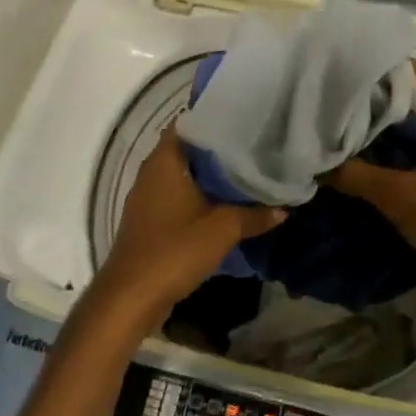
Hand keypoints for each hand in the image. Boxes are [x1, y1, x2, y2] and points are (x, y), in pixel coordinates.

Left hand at [89, 125, 284, 330]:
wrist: (131, 297)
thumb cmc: (174, 250)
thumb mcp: (223, 230)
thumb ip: (254, 215)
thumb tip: (284, 208)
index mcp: (164, 161)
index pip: (188, 123)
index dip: (214, 118)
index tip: (243, 119)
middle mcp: (152, 172)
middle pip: (187, 149)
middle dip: (218, 148)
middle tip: (253, 145)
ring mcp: (147, 197)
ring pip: (182, 174)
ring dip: (209, 174)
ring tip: (245, 171)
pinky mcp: (149, 219)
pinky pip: (177, 195)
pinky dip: (198, 195)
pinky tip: (224, 203)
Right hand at [324, 60, 415, 303]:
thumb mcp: (401, 199)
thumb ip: (358, 177)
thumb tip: (318, 164)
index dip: (385, 67)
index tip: (350, 71)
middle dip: (379, 98)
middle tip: (340, 100)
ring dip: (388, 125)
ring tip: (348, 124)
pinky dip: (399, 146)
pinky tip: (370, 156)